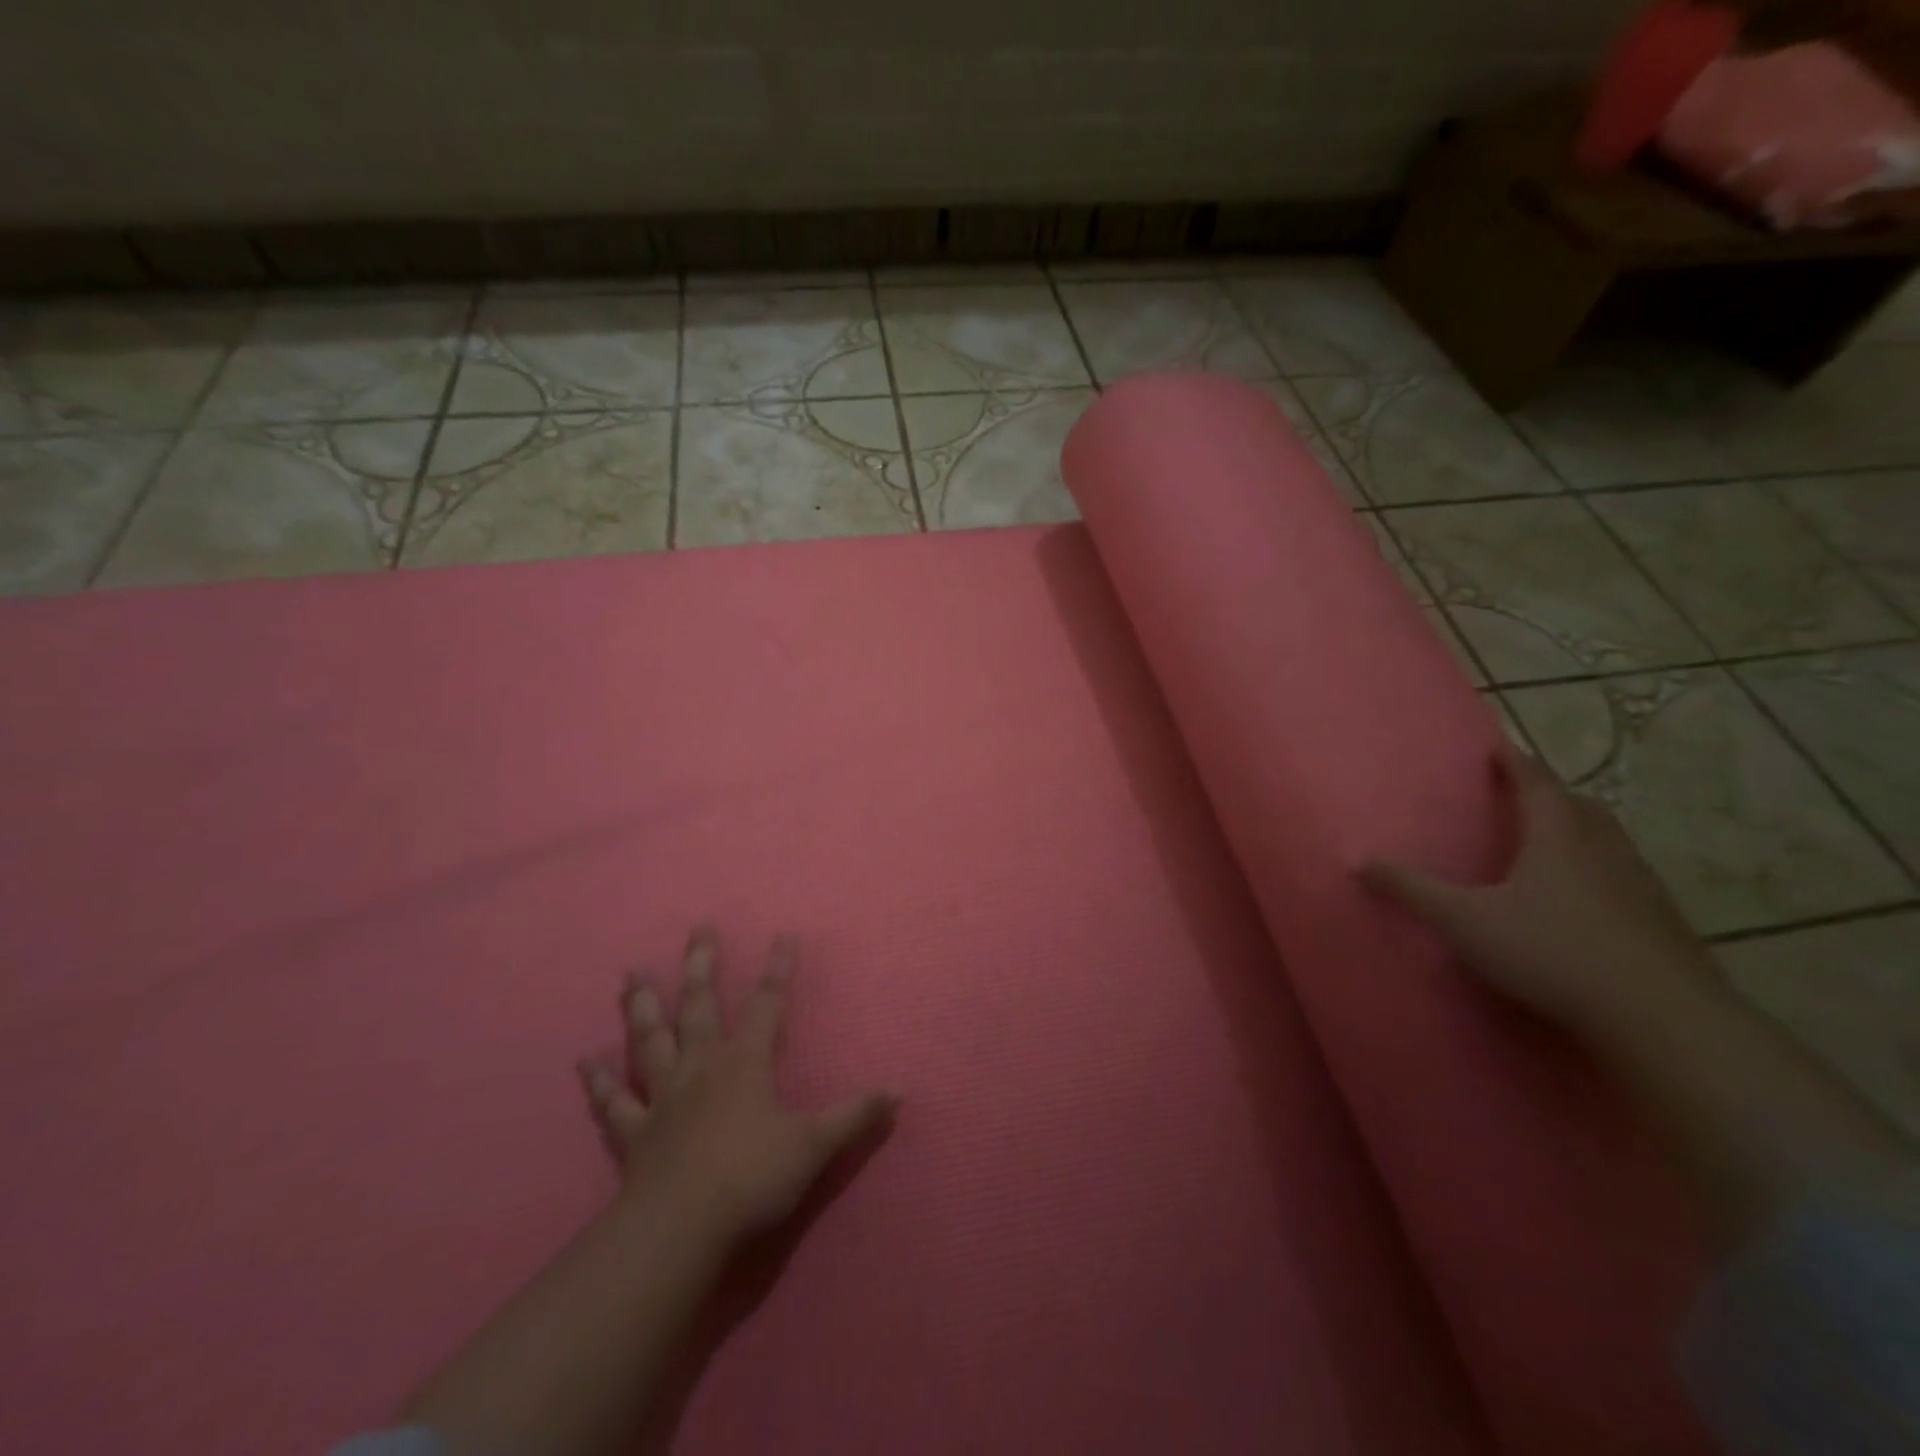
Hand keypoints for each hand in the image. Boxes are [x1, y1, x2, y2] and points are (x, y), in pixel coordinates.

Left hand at [578, 931, 897, 1244]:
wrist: (680, 1229)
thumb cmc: (752, 1177)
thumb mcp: (814, 1145)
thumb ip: (855, 1115)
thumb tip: (899, 1091)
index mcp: (745, 1062)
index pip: (767, 1004)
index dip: (778, 969)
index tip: (783, 935)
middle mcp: (701, 1066)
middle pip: (700, 1006)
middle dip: (701, 966)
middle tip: (697, 930)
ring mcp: (663, 1097)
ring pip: (649, 1040)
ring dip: (641, 1007)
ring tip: (630, 975)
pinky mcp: (634, 1133)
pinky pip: (614, 1102)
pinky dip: (600, 1082)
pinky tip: (584, 1062)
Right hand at [1361, 744, 1717, 1037]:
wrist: (1659, 1017)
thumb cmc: (1550, 950)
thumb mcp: (1463, 920)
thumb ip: (1411, 890)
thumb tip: (1359, 862)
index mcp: (1557, 838)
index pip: (1536, 785)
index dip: (1516, 763)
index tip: (1501, 746)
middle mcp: (1605, 851)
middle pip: (1580, 807)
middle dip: (1552, 794)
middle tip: (1527, 792)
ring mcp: (1642, 888)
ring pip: (1611, 843)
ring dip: (1583, 831)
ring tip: (1558, 841)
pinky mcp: (1665, 925)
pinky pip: (1629, 881)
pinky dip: (1605, 874)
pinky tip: (1591, 902)